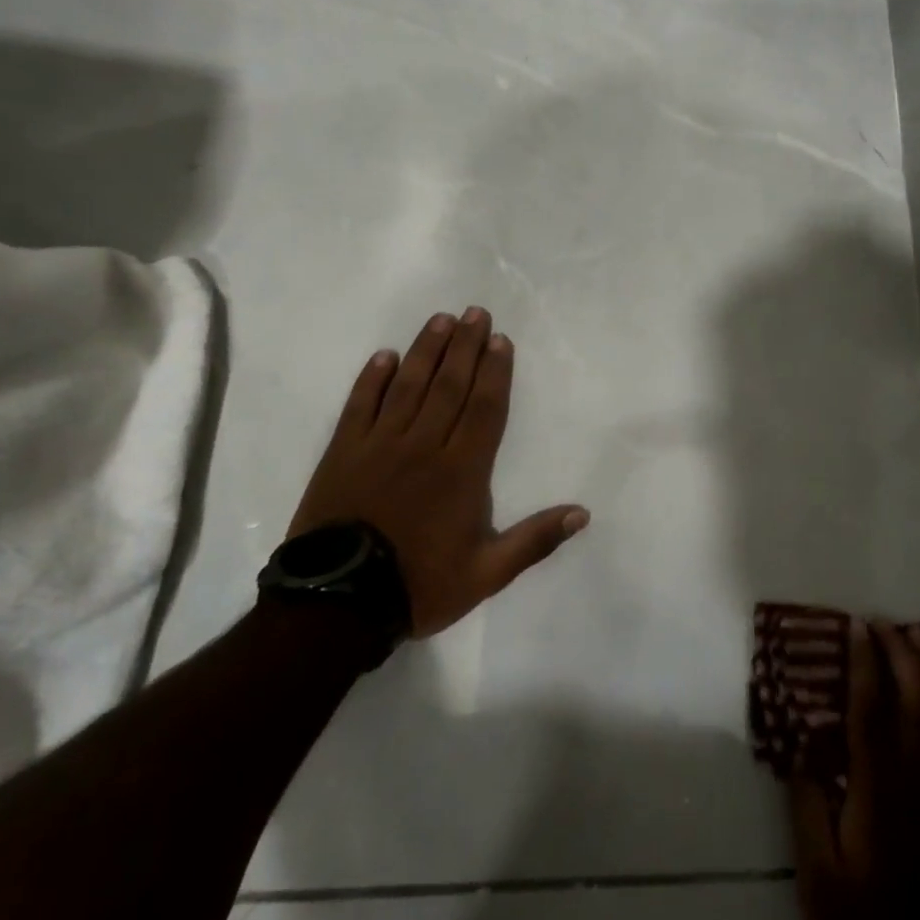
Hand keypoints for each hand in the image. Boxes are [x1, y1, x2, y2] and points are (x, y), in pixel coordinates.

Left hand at [287, 307, 588, 637]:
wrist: (337, 606)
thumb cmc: (419, 585)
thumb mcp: (487, 574)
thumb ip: (535, 540)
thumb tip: (583, 513)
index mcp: (461, 471)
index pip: (484, 408)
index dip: (495, 372)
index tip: (500, 340)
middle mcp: (424, 446)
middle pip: (449, 386)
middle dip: (465, 346)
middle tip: (475, 313)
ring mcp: (379, 446)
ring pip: (408, 386)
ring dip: (426, 350)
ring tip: (440, 319)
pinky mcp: (343, 453)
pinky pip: (359, 406)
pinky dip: (372, 379)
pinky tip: (384, 356)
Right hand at [789, 621, 919, 919]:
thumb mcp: (817, 871)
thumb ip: (808, 801)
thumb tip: (801, 740)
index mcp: (880, 789)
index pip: (872, 707)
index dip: (864, 660)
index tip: (855, 625)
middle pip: (916, 697)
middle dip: (899, 650)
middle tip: (881, 622)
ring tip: (917, 635)